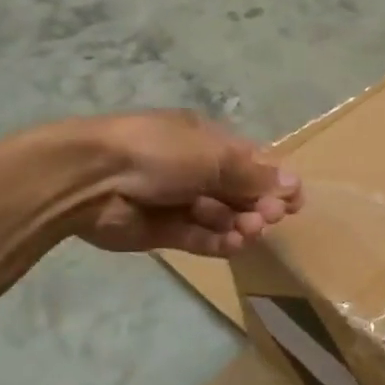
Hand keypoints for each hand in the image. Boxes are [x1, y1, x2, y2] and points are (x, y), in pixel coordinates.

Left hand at [72, 110, 302, 256]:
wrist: (90, 178)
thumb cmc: (158, 153)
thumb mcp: (213, 156)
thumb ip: (254, 175)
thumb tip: (293, 183)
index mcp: (207, 141)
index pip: (251, 162)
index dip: (275, 181)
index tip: (295, 202)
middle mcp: (196, 169)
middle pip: (240, 192)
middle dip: (260, 205)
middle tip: (271, 218)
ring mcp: (179, 201)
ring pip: (223, 217)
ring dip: (241, 225)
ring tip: (250, 232)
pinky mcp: (165, 232)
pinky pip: (200, 238)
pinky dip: (219, 242)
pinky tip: (233, 244)